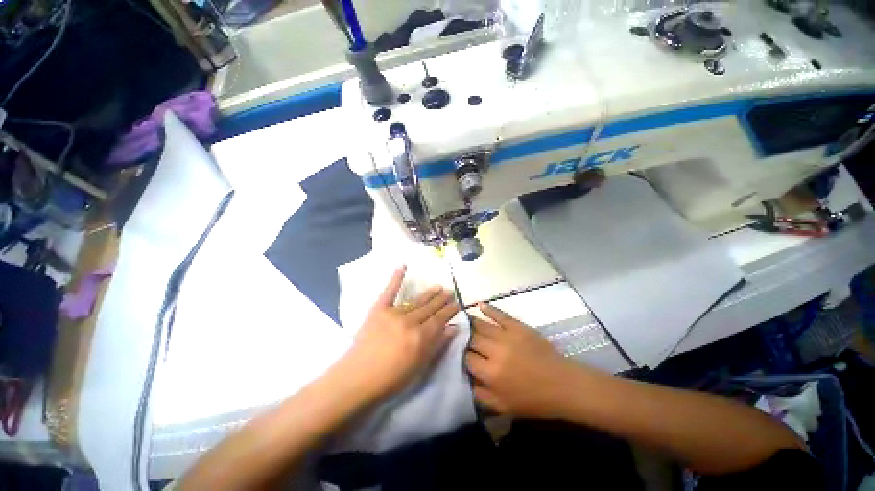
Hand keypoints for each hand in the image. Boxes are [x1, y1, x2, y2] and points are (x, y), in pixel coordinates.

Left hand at [342, 266, 459, 401]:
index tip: (457, 304)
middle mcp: (410, 321)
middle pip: (430, 307)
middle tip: (450, 292)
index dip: (449, 311)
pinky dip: (395, 278)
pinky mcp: (378, 309)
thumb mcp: (419, 367)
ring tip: (439, 286)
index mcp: (421, 337)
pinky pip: (389, 291)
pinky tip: (402, 265)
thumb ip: (437, 345)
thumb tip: (453, 328)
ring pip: (416, 300)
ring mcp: (393, 313)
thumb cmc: (391, 379)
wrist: (357, 378)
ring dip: (429, 293)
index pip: (440, 319)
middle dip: (442, 300)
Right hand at [465, 303, 580, 417]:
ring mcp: (507, 336)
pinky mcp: (518, 327)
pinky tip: (479, 305)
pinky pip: (499, 314)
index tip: (456, 352)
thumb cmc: (533, 400)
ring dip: (469, 321)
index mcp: (491, 373)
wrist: (563, 385)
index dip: (459, 355)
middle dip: (462, 336)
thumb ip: (479, 394)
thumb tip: (464, 378)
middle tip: (455, 332)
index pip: (466, 358)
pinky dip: (489, 309)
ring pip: (481, 325)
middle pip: (471, 339)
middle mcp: (495, 351)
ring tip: (460, 317)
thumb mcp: (503, 407)